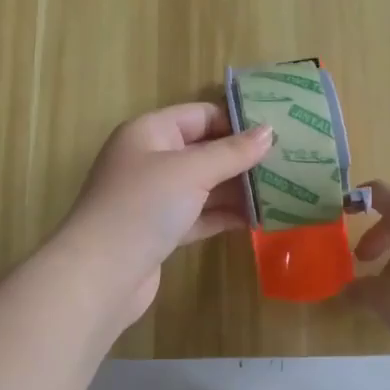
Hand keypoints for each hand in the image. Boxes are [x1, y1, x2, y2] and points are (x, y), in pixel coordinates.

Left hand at [61, 102, 273, 324]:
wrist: (100, 274)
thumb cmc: (143, 207)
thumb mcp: (191, 171)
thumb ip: (232, 152)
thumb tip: (269, 131)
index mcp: (149, 132)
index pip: (200, 115)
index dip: (237, 121)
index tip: (278, 133)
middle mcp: (150, 160)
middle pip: (204, 150)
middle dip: (243, 158)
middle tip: (289, 163)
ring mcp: (154, 198)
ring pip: (204, 185)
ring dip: (239, 189)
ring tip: (283, 191)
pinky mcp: (160, 231)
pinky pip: (200, 215)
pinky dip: (225, 216)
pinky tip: (259, 219)